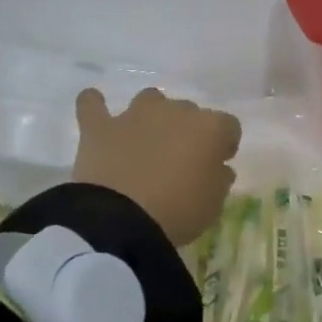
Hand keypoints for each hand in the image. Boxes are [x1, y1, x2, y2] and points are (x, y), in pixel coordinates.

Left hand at [71, 87, 241, 247]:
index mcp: (210, 128)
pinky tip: (94, 106)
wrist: (121, 222)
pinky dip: (94, 104)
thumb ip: (219, 180)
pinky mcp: (100, 127)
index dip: (224, 145)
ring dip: (151, 116)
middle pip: (189, 112)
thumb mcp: (213, 205)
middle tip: (180, 162)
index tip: (218, 165)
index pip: (228, 126)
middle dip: (187, 132)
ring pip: (150, 99)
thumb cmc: (178, 213)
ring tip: (146, 141)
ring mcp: (135, 115)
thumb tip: (217, 168)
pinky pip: (92, 104)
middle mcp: (175, 111)